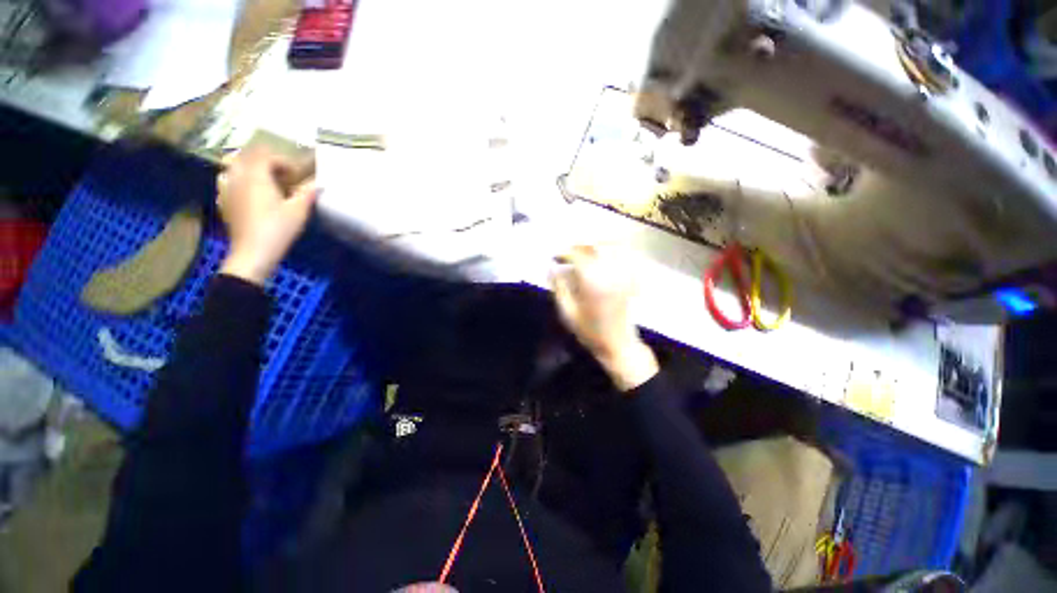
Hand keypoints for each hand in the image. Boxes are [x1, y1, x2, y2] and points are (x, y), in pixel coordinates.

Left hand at [216, 146, 317, 284]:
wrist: (253, 253)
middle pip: (246, 157)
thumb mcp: (298, 211)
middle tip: (280, 174)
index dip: (282, 161)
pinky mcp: (224, 202)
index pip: (266, 155)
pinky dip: (239, 181)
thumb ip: (307, 194)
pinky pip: (228, 182)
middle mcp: (238, 177)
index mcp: (256, 176)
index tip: (296, 174)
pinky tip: (249, 194)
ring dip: (250, 169)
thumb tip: (318, 184)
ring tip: (264, 181)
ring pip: (234, 167)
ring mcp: (227, 189)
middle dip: (264, 161)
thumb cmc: (278, 229)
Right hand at [551, 245, 658, 390]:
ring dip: (596, 244)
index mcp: (592, 282)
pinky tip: (603, 254)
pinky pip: (625, 255)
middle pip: (595, 246)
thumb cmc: (589, 331)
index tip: (555, 256)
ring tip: (584, 250)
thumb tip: (551, 268)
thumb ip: (558, 287)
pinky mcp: (631, 278)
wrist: (618, 345)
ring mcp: (624, 274)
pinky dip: (613, 249)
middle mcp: (610, 273)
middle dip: (579, 245)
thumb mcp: (567, 312)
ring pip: (612, 246)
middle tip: (568, 252)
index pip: (577, 255)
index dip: (564, 252)